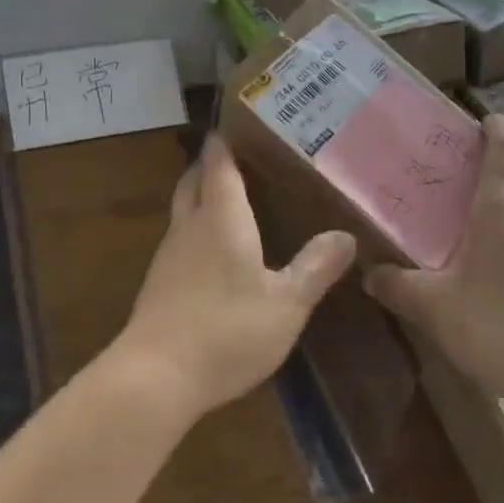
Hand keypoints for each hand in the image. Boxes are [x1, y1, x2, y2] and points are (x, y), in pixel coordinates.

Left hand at [114, 134, 356, 423]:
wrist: (156, 377)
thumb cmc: (228, 330)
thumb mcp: (287, 303)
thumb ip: (316, 267)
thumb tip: (347, 236)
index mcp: (221, 218)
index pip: (218, 165)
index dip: (224, 143)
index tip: (235, 125)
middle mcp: (190, 227)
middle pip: (193, 181)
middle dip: (209, 165)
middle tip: (237, 158)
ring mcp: (168, 255)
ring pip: (183, 210)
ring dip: (201, 196)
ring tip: (232, 199)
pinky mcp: (158, 284)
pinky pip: (180, 240)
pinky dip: (196, 229)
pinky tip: (215, 252)